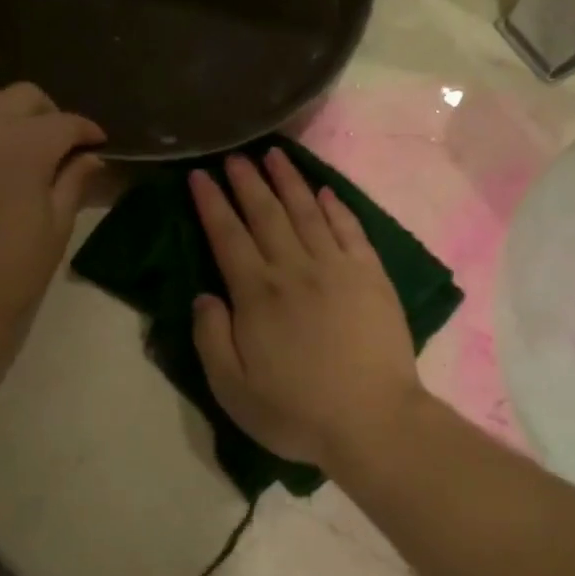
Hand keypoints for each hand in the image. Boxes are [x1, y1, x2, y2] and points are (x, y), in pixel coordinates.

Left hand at [0, 84, 104, 330]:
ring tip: (14, 142)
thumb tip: (91, 158)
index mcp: (26, 145)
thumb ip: (75, 181)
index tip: (98, 143)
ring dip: (5, 113)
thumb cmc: (16, 264)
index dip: (87, 131)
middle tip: (58, 144)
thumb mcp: (58, 223)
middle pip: (23, 96)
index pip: (65, 122)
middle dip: (48, 114)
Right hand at [189, 148, 428, 472]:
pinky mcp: (371, 275)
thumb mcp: (233, 390)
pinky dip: (336, 206)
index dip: (211, 203)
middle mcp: (294, 269)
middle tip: (234, 155)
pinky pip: (350, 230)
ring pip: (307, 212)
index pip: (227, 236)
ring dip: (289, 181)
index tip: (201, 175)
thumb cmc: (297, 412)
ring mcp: (337, 268)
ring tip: (274, 155)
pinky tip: (325, 191)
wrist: (373, 421)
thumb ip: (211, 338)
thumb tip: (204, 295)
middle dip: (247, 181)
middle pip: (266, 214)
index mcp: (257, 294)